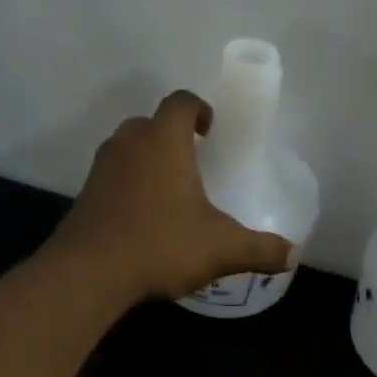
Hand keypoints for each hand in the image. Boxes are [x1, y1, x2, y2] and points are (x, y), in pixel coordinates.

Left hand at [52, 89, 294, 301]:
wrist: (89, 273)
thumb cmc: (161, 245)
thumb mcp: (221, 249)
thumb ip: (259, 249)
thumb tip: (291, 255)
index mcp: (164, 141)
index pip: (181, 102)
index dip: (198, 109)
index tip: (210, 129)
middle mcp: (128, 144)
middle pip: (150, 123)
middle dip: (171, 136)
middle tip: (192, 162)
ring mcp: (101, 169)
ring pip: (126, 150)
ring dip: (146, 161)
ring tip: (168, 191)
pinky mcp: (84, 196)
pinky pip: (111, 179)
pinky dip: (127, 188)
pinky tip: (141, 219)